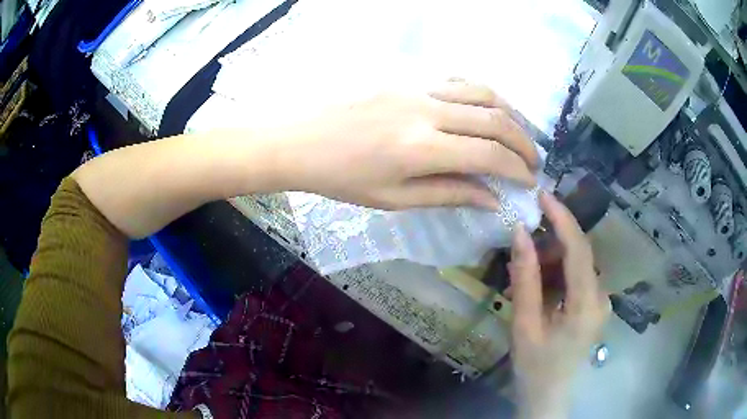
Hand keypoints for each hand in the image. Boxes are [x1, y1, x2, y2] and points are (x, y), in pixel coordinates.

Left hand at [274, 80, 538, 209]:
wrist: (297, 140)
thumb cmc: (340, 178)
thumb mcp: (394, 198)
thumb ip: (449, 194)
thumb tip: (492, 199)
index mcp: (422, 148)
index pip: (490, 154)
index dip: (517, 170)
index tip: (529, 182)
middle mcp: (427, 109)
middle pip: (495, 118)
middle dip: (523, 142)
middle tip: (533, 162)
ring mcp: (416, 86)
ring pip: (481, 91)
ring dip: (508, 114)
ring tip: (516, 136)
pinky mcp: (406, 76)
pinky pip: (456, 80)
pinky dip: (480, 95)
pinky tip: (483, 111)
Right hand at [509, 193, 609, 417]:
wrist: (549, 396)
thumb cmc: (535, 367)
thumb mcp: (525, 325)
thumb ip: (524, 278)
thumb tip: (519, 232)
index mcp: (587, 304)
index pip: (579, 249)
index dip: (562, 218)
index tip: (543, 195)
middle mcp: (601, 297)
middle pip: (580, 254)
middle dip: (553, 241)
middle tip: (523, 240)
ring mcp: (601, 302)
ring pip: (579, 264)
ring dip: (553, 259)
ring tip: (525, 271)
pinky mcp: (595, 306)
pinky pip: (578, 278)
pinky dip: (558, 273)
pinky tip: (540, 285)